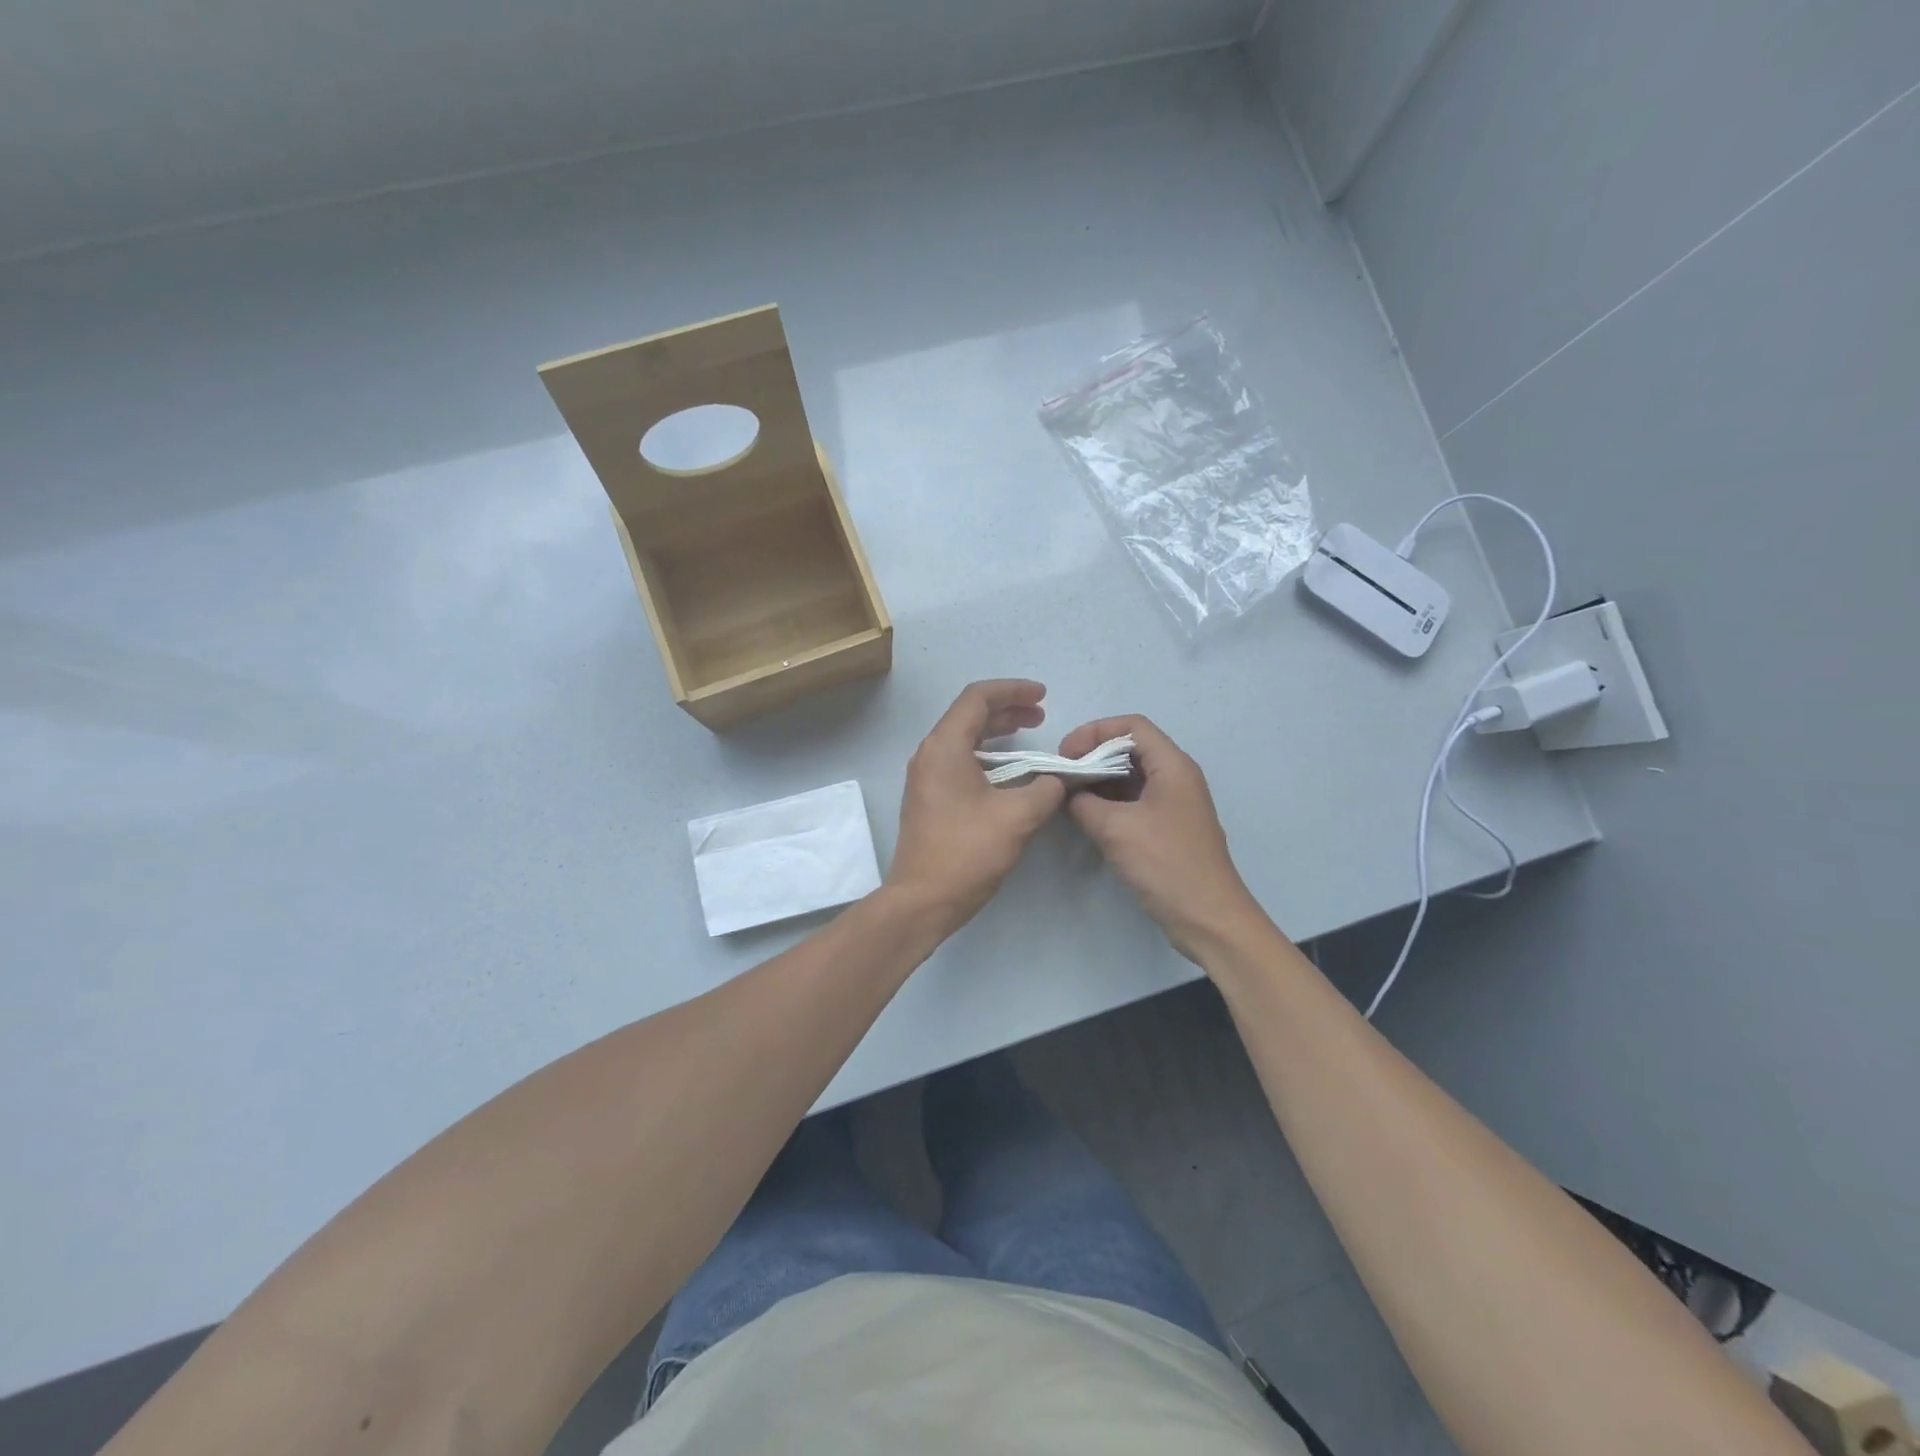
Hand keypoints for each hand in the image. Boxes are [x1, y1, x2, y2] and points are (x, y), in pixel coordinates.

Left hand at [888, 680, 1066, 929]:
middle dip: (1007, 709)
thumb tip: (1057, 780)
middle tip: (1041, 716)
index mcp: (945, 747)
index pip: (977, 698)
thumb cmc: (967, 852)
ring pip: (964, 739)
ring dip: (997, 732)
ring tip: (1029, 735)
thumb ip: (1045, 789)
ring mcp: (925, 777)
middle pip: (969, 715)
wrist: (922, 900)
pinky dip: (986, 755)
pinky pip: (959, 761)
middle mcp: (929, 754)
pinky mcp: (929, 798)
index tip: (1043, 697)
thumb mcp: (1018, 817)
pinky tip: (1010, 771)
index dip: (1012, 690)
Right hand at [1057, 715, 1266, 961]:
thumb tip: (1066, 792)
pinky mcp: (1168, 829)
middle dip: (1093, 756)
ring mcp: (1174, 804)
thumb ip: (1083, 803)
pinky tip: (1086, 817)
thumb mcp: (1115, 828)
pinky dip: (1109, 802)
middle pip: (1131, 749)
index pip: (1132, 726)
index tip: (1066, 755)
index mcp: (1173, 766)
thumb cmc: (1166, 864)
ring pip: (1131, 777)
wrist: (1208, 918)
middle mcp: (1176, 778)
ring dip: (1099, 781)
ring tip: (1068, 796)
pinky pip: (1134, 802)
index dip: (1095, 732)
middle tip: (1063, 776)